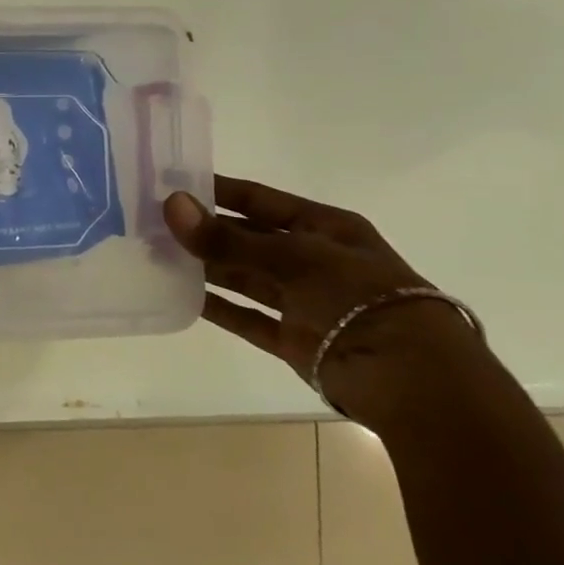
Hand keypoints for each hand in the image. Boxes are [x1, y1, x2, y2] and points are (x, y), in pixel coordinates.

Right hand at [164, 174, 482, 422]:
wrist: (413, 381)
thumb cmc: (361, 299)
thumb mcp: (295, 257)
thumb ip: (228, 237)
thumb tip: (170, 205)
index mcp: (323, 228)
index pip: (259, 200)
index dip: (216, 190)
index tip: (169, 183)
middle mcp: (311, 260)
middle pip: (246, 237)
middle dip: (203, 230)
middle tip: (150, 222)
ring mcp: (302, 301)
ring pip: (243, 276)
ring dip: (203, 267)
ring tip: (154, 255)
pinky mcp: (293, 339)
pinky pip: (246, 317)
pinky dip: (216, 307)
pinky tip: (178, 295)